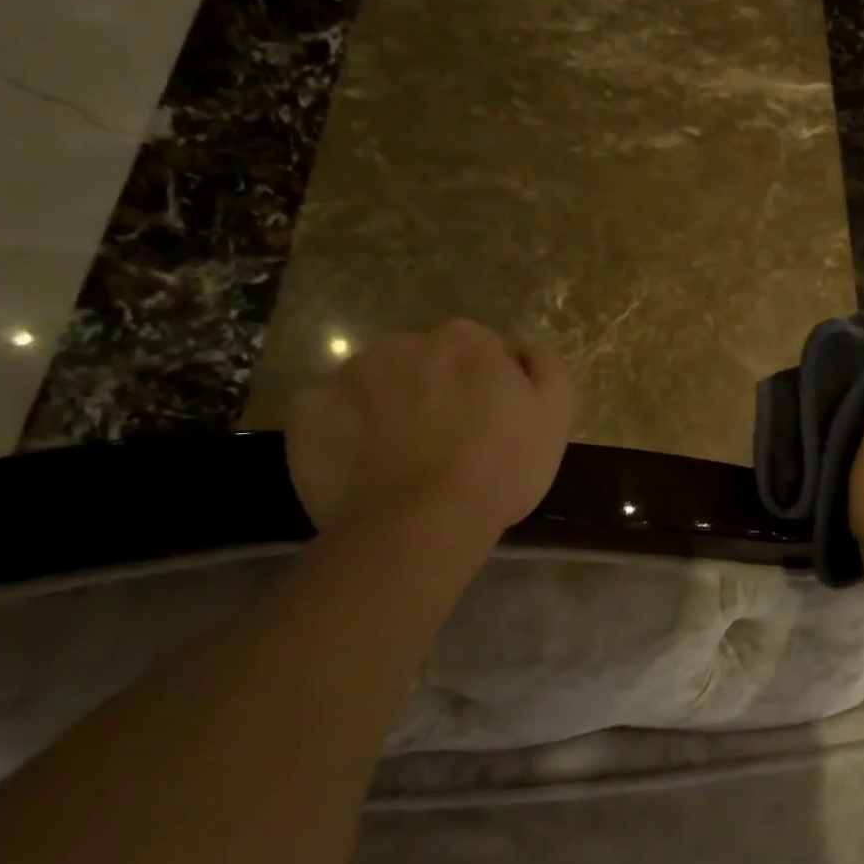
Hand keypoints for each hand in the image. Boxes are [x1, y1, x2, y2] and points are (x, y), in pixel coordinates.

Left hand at [286, 319, 575, 540]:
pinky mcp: (307, 409)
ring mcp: (350, 373)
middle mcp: (405, 343)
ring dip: (386, 404)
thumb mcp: (555, 415)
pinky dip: (342, 428)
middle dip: (432, 388)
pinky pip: (328, 410)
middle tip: (445, 439)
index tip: (489, 419)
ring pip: (374, 381)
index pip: (478, 348)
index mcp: (466, 341)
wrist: (422, 523)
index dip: (485, 383)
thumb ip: (544, 367)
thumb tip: (520, 347)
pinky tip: (361, 461)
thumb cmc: (501, 468)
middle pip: (422, 360)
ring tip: (399, 454)